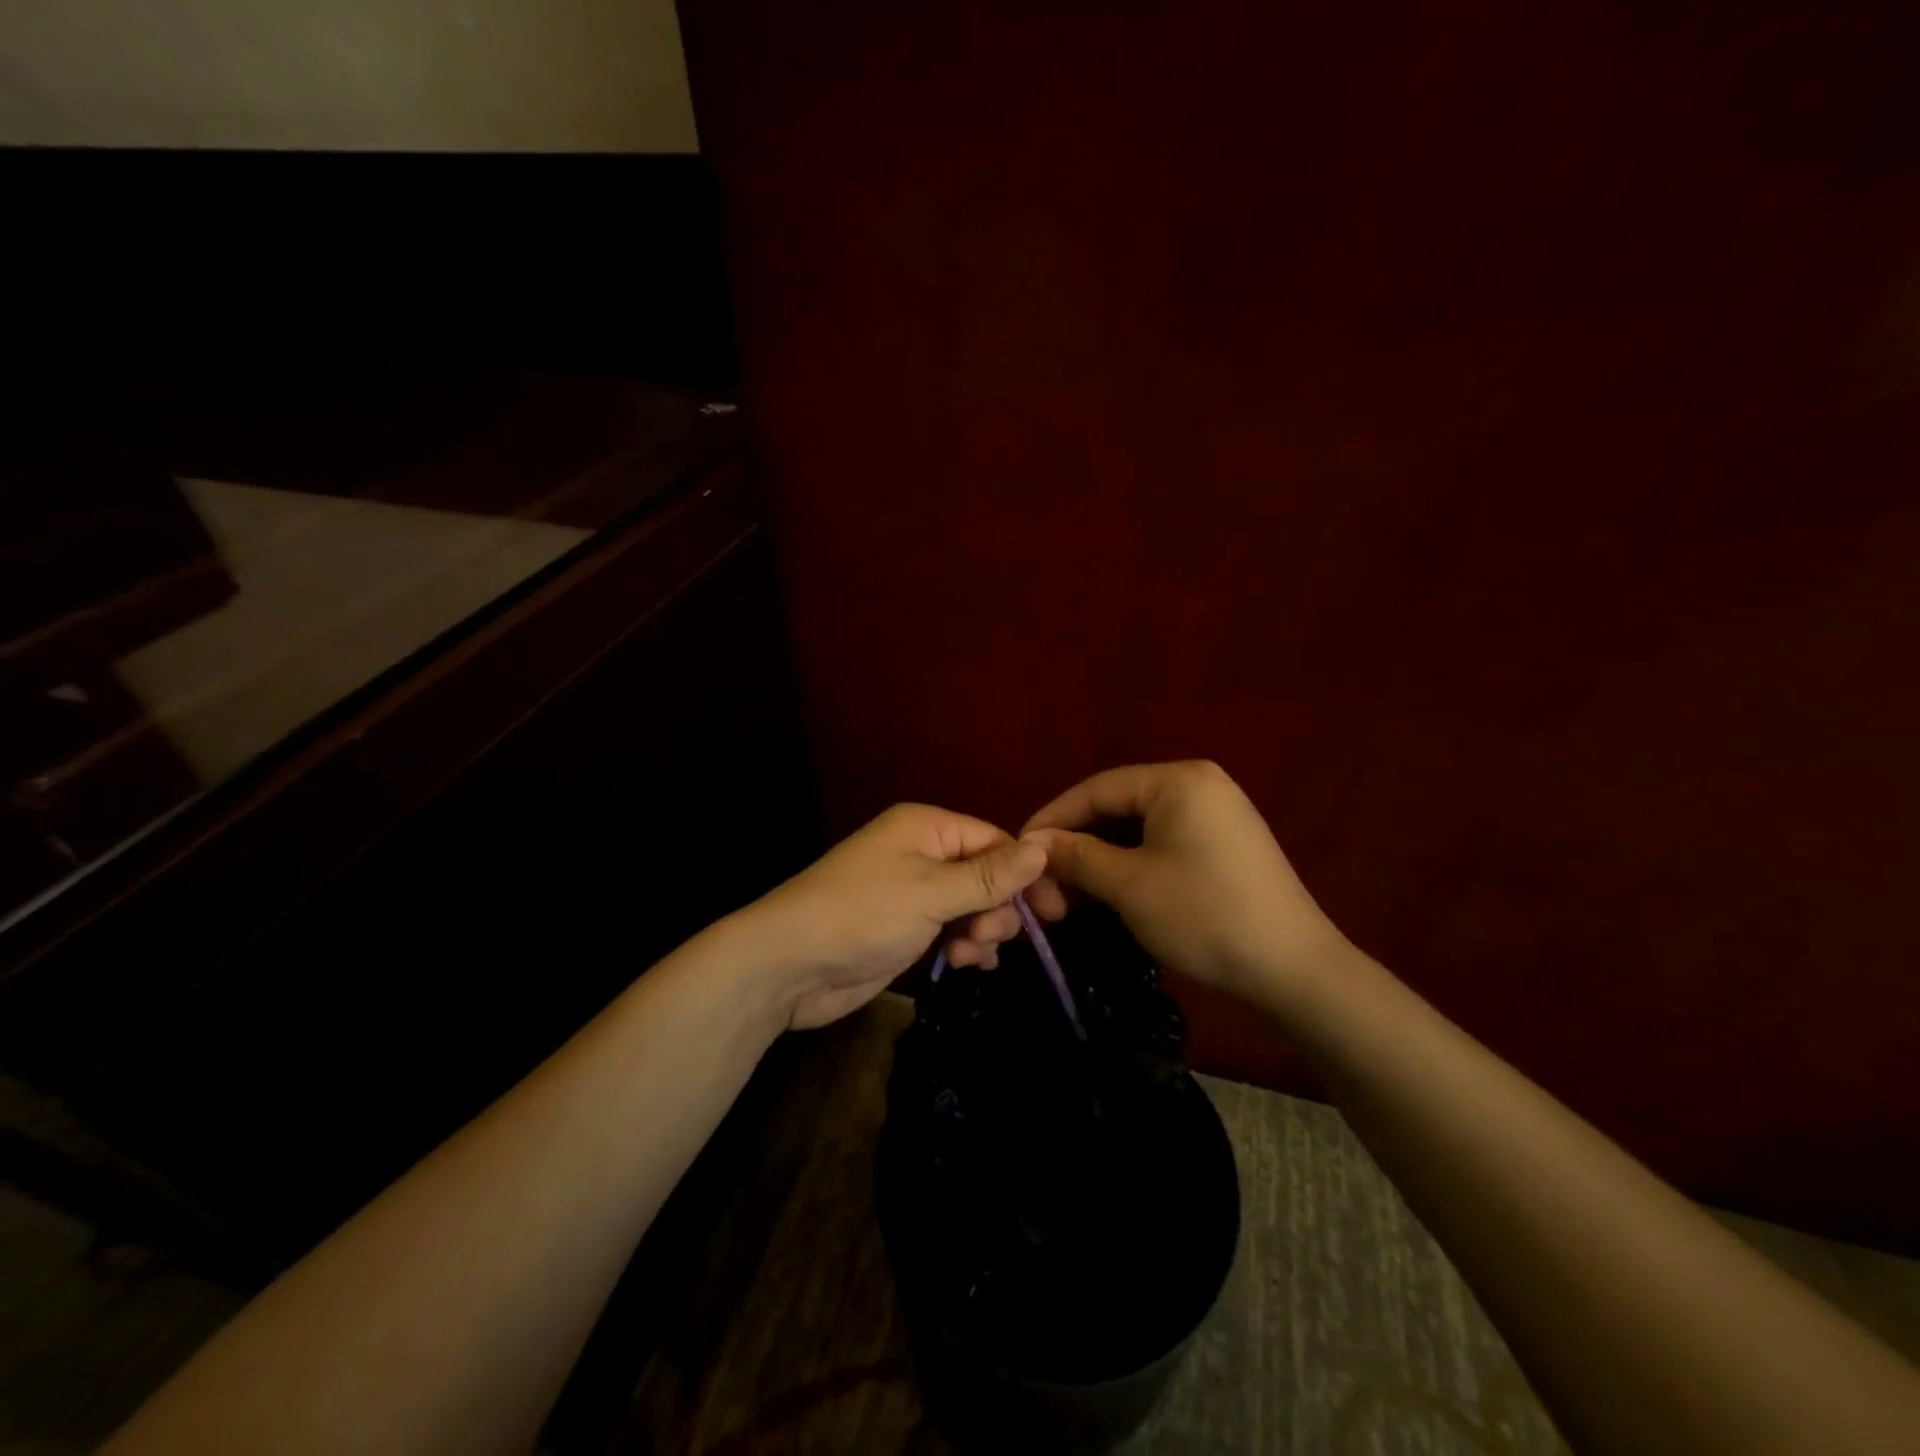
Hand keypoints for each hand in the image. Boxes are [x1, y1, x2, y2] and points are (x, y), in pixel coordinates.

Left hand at [737, 804, 1047, 1029]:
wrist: (789, 965)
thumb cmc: (862, 914)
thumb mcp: (931, 892)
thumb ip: (989, 875)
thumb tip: (1044, 848)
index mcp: (927, 827)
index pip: (994, 840)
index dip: (1026, 873)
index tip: (1057, 910)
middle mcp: (922, 853)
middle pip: (987, 874)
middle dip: (998, 907)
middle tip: (990, 936)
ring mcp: (914, 893)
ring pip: (973, 906)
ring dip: (982, 931)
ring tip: (968, 954)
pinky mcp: (906, 929)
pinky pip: (953, 930)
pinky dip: (964, 947)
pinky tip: (961, 965)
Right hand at [993, 760, 1353, 1003]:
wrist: (1296, 970)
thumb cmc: (1205, 916)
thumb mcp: (1129, 885)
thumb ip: (1076, 856)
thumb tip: (1033, 843)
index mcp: (1177, 780)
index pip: (1096, 789)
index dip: (1053, 819)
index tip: (1019, 850)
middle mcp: (1199, 784)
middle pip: (1117, 807)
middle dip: (1077, 844)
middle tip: (1044, 880)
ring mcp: (1217, 813)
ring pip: (1138, 828)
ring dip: (1102, 859)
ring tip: (1071, 893)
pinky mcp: (1225, 844)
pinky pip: (1163, 843)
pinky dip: (1132, 865)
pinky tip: (1110, 891)